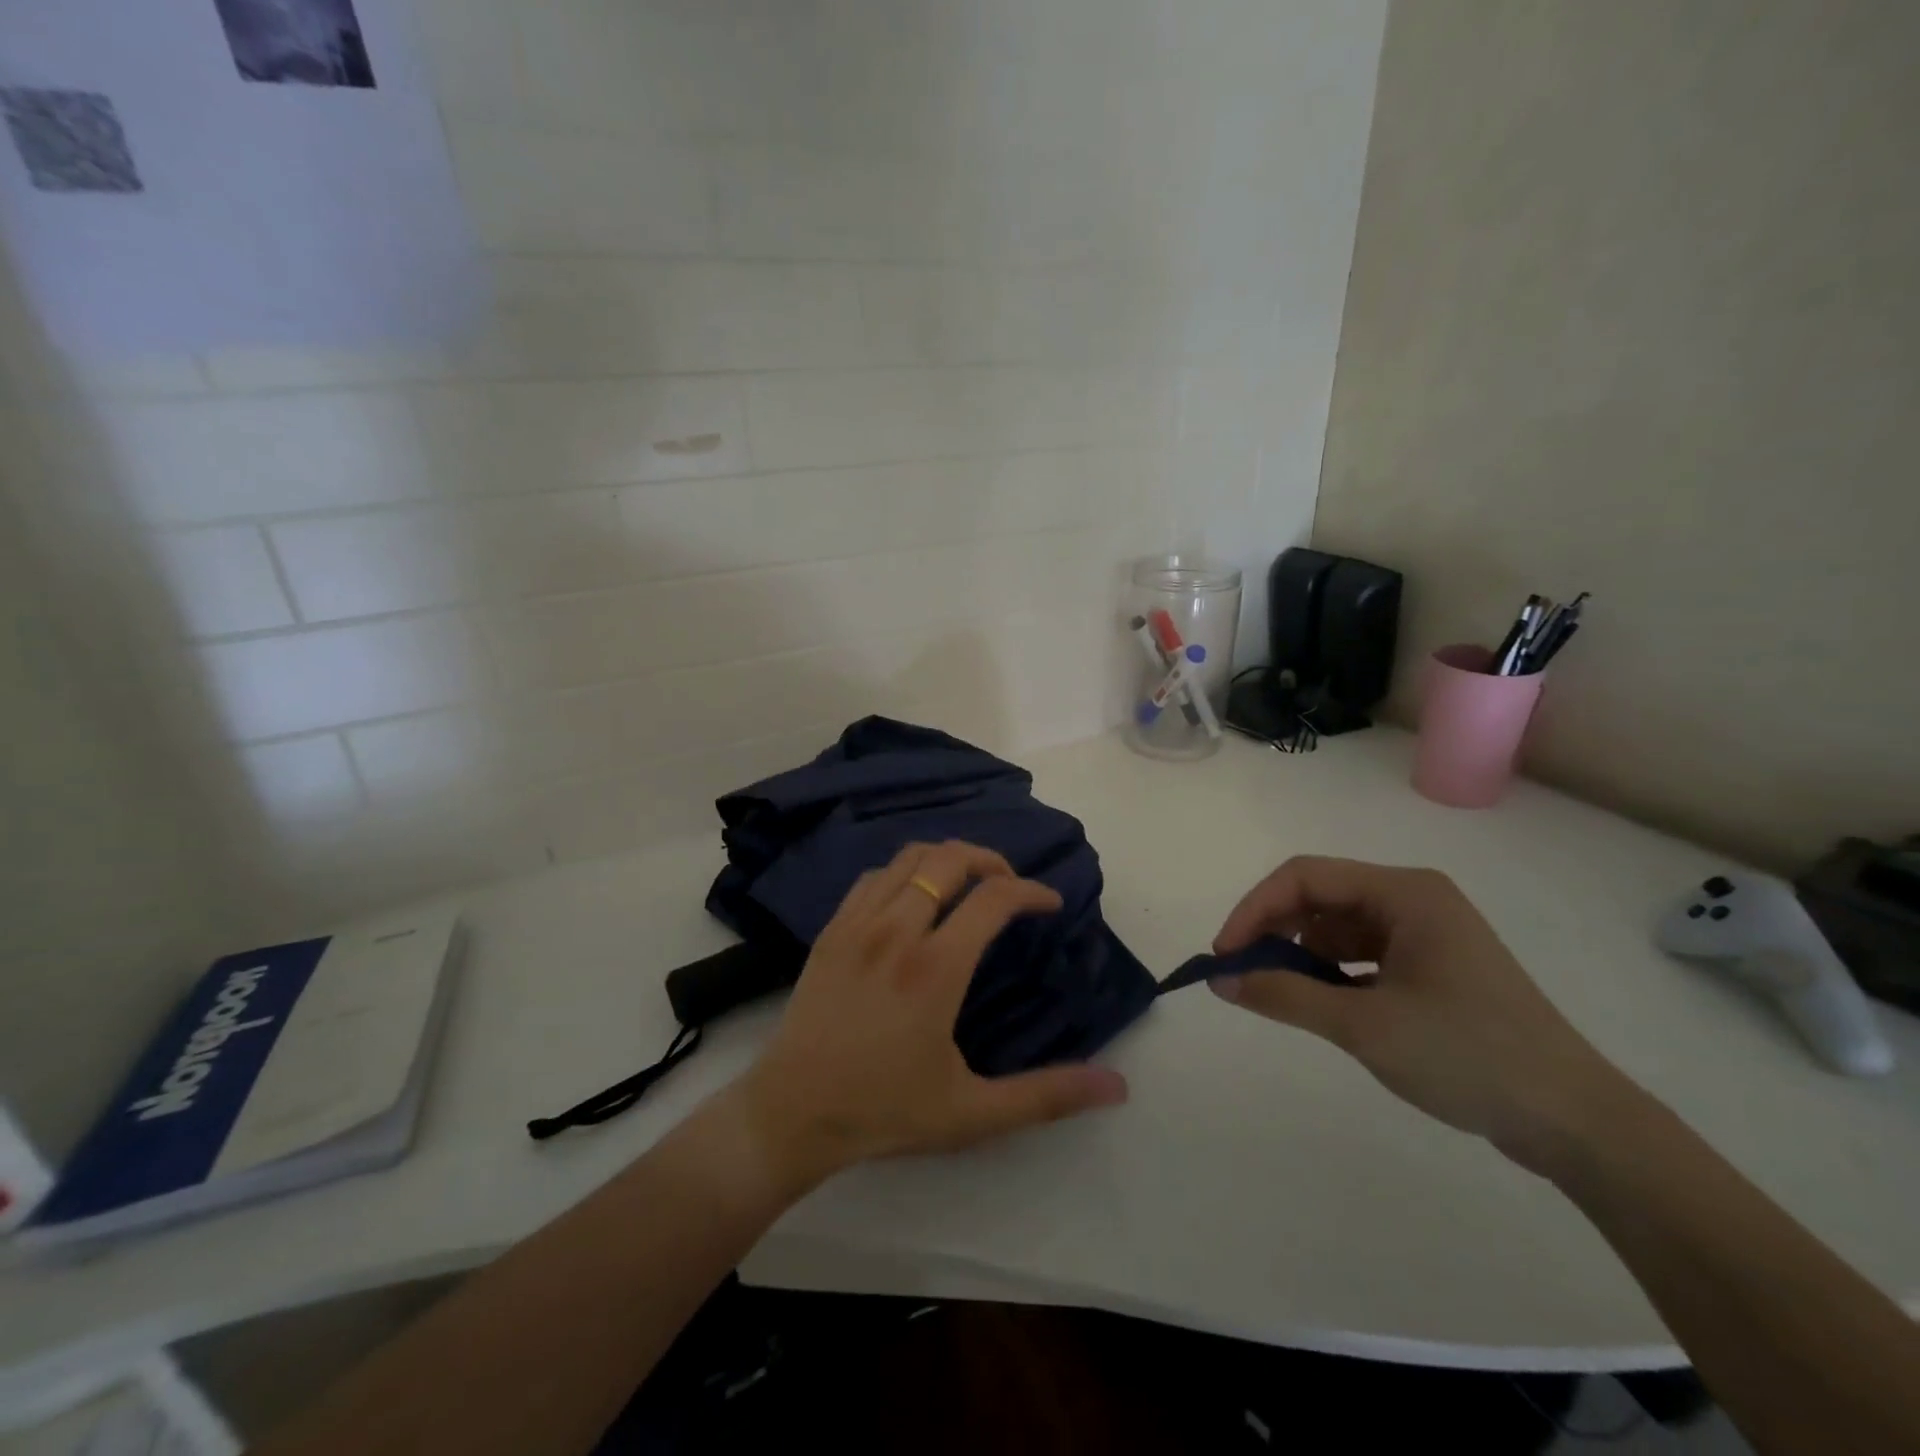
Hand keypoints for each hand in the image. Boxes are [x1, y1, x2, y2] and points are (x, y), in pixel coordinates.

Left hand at [735, 841, 1128, 1188]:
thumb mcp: (973, 1113)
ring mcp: (858, 924)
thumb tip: (1118, 1087)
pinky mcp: (831, 930)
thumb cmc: (884, 1111)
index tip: (1050, 904)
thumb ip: (1047, 1095)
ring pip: (910, 858)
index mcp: (936, 967)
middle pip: (950, 858)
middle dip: (991, 860)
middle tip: (1010, 886)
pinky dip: (905, 872)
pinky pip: (874, 877)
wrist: (790, 1114)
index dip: (1031, 890)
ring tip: (968, 884)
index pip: (994, 897)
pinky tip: (913, 900)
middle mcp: (897, 930)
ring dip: (947, 859)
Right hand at [1211, 857, 1630, 1173]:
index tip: (1224, 956)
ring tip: (1277, 992)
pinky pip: (1361, 954)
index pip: (1305, 876)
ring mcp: (1425, 934)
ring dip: (1300, 953)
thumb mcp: (1364, 1026)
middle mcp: (1413, 900)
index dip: (1255, 909)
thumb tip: (1220, 981)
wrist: (1575, 1122)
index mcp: (1405, 893)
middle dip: (1273, 931)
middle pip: (1319, 897)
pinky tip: (1319, 1002)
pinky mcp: (1431, 967)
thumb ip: (1284, 995)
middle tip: (1241, 975)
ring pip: (1337, 927)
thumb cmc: (1468, 1055)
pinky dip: (1330, 972)